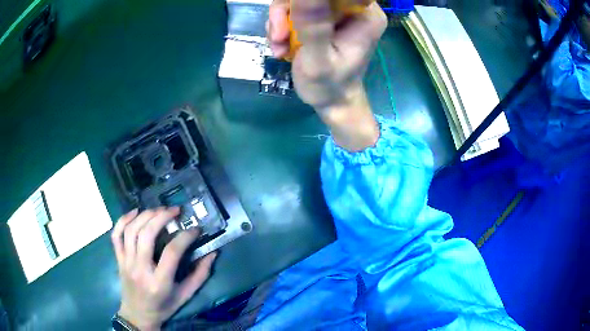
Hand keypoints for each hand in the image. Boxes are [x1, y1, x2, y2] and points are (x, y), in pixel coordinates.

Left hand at [111, 207, 216, 329]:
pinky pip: (116, 235)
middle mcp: (140, 269)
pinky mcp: (118, 259)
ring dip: (145, 215)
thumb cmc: (164, 307)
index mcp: (159, 282)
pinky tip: (135, 212)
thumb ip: (199, 275)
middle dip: (162, 217)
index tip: (195, 229)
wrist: (138, 315)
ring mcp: (126, 262)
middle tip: (175, 210)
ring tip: (159, 210)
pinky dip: (123, 219)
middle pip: (147, 234)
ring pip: (131, 230)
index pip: (172, 252)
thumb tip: (212, 254)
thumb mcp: (185, 296)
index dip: (185, 237)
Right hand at [268, 0, 386, 150]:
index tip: (290, 15)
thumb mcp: (318, 58)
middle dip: (287, 13)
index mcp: (365, 15)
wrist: (330, 101)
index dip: (305, 0)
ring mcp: (338, 12)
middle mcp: (355, 8)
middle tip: (278, 36)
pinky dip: (283, 26)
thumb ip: (312, 25)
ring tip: (279, 47)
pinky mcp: (324, 17)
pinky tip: (282, 46)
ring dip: (281, 22)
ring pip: (299, 1)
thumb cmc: (329, 86)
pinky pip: (296, 10)